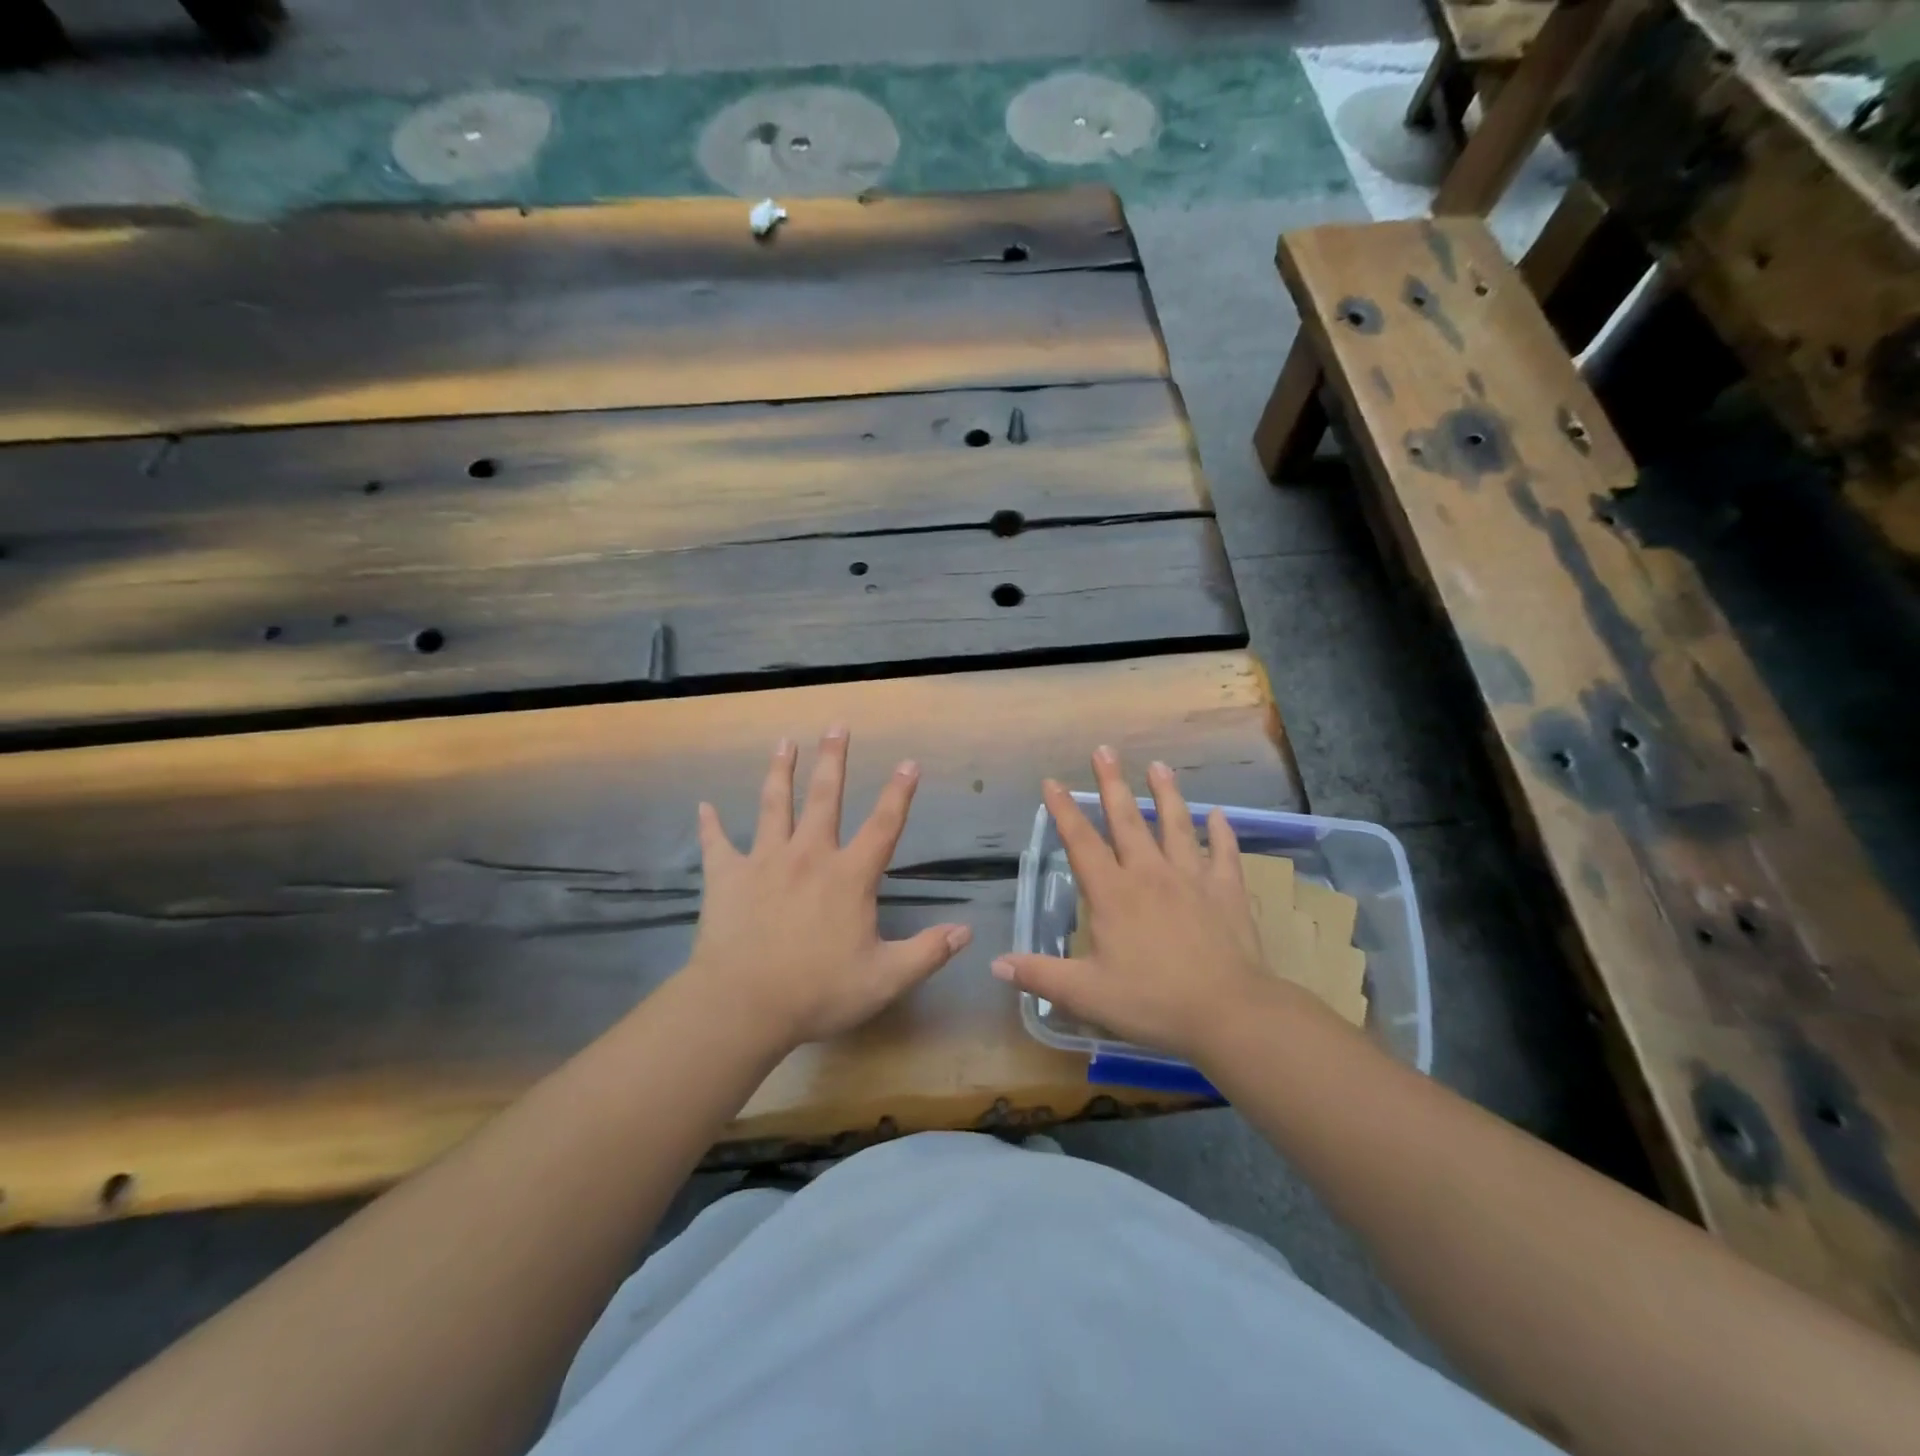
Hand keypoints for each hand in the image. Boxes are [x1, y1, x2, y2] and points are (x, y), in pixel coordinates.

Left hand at [686, 727, 971, 1048]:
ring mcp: (764, 862)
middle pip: (825, 798)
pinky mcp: (727, 877)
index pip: (883, 826)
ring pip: (773, 805)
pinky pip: (717, 844)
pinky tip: (703, 806)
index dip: (899, 793)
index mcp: (848, 876)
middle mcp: (809, 856)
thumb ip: (927, 953)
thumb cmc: (817, 992)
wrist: (742, 1005)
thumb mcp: (884, 979)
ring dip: (780, 771)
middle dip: (833, 760)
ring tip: (784, 742)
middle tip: (837, 726)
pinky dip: (710, 825)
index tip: (909, 762)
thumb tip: (965, 932)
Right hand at [991, 747, 1292, 1064]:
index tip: (1052, 781)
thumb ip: (1040, 975)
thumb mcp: (1086, 994)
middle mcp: (1149, 874)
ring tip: (1159, 766)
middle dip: (1112, 783)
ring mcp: (1192, 878)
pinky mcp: (1226, 891)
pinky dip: (1221, 833)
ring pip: (1176, 825)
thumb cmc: (1152, 1002)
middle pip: (1127, 819)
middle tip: (1105, 750)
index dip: (1064, 811)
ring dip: (1166, 793)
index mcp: (1113, 893)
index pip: (1081, 842)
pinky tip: (1219, 815)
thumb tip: (995, 964)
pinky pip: (1223, 853)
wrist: (1228, 1012)